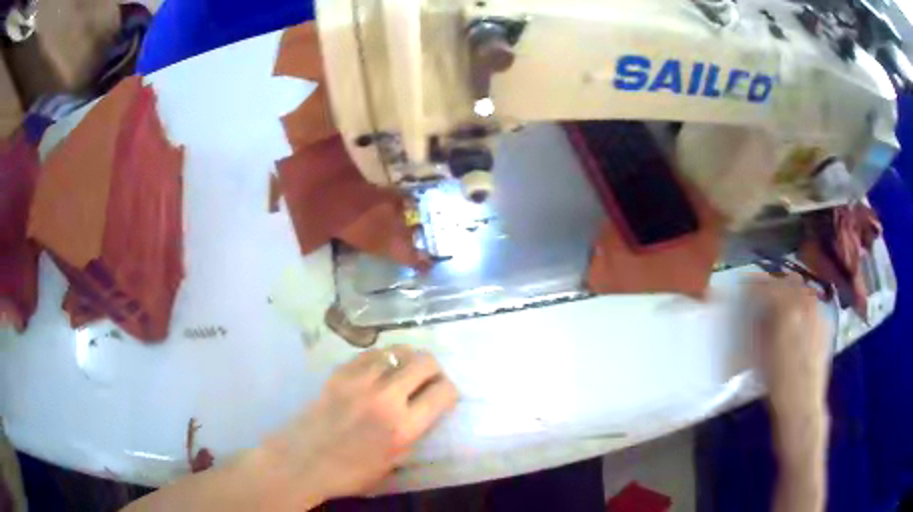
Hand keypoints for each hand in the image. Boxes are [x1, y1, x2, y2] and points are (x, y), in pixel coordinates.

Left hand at [259, 345, 457, 507]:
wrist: (303, 460)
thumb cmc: (351, 472)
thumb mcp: (395, 462)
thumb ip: (415, 432)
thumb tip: (427, 409)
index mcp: (403, 427)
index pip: (444, 391)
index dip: (449, 392)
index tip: (442, 397)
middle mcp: (386, 398)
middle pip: (425, 362)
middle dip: (433, 370)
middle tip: (426, 380)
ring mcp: (360, 381)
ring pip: (398, 350)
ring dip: (407, 360)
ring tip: (402, 373)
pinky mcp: (340, 372)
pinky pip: (371, 353)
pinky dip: (382, 359)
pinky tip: (378, 371)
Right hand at [749, 277, 830, 476]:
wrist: (802, 407)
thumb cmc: (778, 384)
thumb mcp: (763, 353)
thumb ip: (761, 322)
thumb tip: (756, 304)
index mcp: (788, 311)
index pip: (770, 286)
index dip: (756, 283)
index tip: (745, 286)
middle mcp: (807, 306)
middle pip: (789, 282)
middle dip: (775, 284)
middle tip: (763, 294)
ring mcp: (819, 315)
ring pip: (803, 291)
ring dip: (790, 293)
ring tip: (780, 306)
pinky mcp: (825, 327)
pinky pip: (813, 306)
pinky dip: (803, 306)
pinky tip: (797, 321)